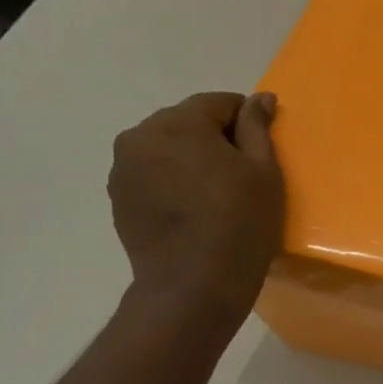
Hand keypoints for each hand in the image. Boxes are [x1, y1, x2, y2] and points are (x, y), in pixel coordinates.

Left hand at [108, 92, 283, 333]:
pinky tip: (194, 209)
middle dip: (215, 138)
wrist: (194, 284)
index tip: (263, 149)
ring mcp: (122, 168)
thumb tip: (260, 98)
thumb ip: (258, 128)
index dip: (246, 121)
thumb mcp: (264, 172)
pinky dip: (173, 181)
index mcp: (178, 123)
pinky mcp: (118, 197)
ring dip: (191, 159)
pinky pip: (152, 174)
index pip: (218, 103)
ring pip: (167, 148)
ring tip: (216, 193)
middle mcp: (140, 136)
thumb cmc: (240, 222)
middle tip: (242, 173)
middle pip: (187, 122)